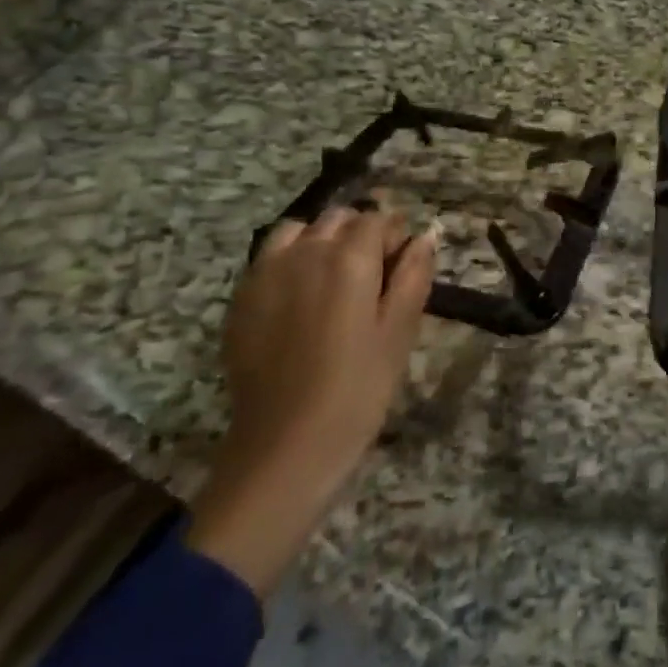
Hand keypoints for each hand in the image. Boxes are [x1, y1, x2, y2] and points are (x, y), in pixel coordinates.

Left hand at [187, 206, 437, 595]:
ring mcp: (266, 273)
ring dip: (320, 241)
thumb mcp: (400, 332)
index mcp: (350, 258)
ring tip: (331, 280)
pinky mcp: (242, 299)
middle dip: (359, 234)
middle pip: (338, 218)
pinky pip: (268, 257)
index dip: (395, 238)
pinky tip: (297, 299)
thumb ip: (414, 275)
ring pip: (299, 230)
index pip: (378, 219)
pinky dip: (288, 261)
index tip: (400, 268)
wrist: (284, 448)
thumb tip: (425, 235)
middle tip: (371, 277)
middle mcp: (306, 253)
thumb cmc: (357, 390)